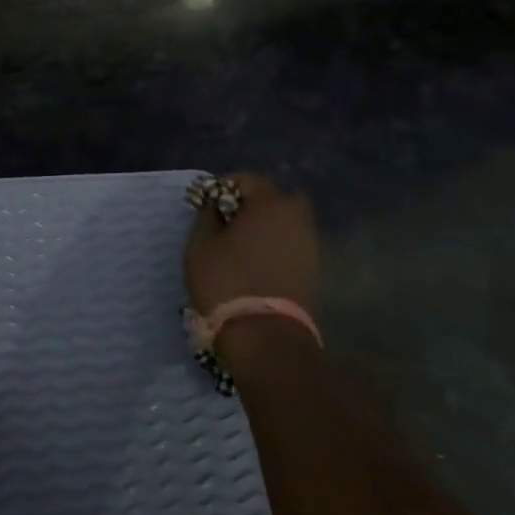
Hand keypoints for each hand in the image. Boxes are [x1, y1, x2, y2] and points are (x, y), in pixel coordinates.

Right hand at [184, 170, 318, 319]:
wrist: (265, 335)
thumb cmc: (226, 281)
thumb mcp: (201, 244)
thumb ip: (207, 215)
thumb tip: (214, 205)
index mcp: (270, 203)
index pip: (247, 179)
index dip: (223, 187)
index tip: (206, 206)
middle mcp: (297, 217)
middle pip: (276, 197)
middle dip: (253, 204)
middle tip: (229, 222)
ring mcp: (310, 244)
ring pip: (287, 222)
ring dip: (267, 226)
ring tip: (241, 246)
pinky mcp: (313, 269)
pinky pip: (292, 244)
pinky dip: (276, 246)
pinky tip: (256, 263)